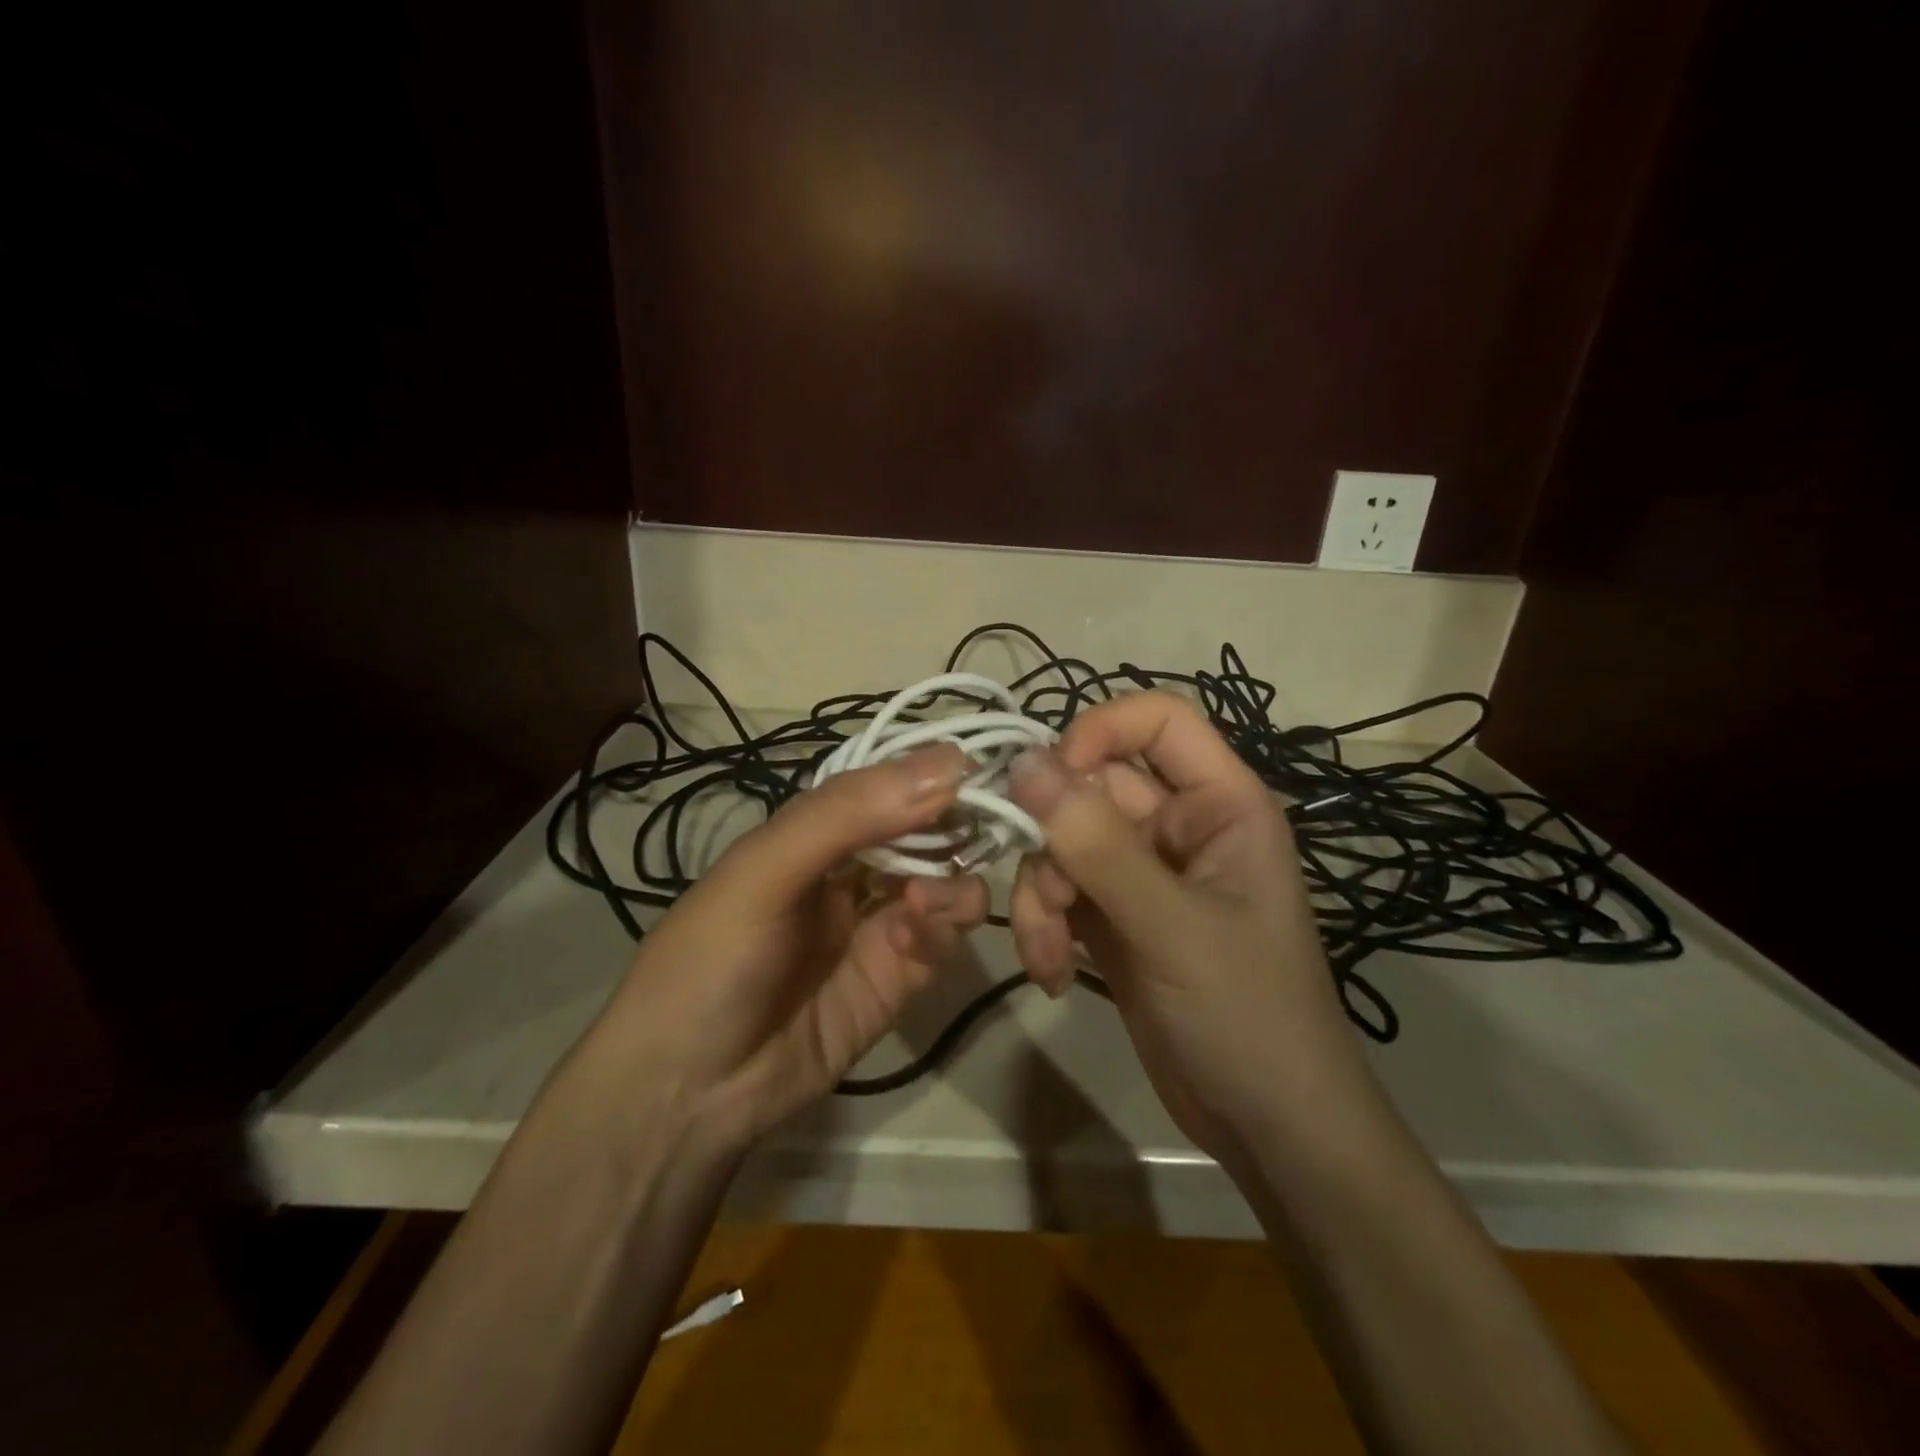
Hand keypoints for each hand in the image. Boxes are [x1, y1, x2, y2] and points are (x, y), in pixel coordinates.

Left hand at [583, 743, 988, 1149]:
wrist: (685, 1095)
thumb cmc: (710, 960)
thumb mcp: (765, 871)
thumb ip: (849, 813)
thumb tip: (950, 760)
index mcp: (816, 832)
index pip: (889, 784)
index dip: (933, 773)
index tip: (981, 768)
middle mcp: (854, 870)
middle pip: (927, 832)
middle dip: (955, 827)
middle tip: (978, 832)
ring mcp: (879, 925)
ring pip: (947, 883)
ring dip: (951, 882)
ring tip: (924, 902)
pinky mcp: (899, 979)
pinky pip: (942, 939)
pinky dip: (941, 930)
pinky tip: (911, 940)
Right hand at [1006, 692, 1366, 1164]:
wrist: (1268, 1127)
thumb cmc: (1247, 1015)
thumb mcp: (1169, 926)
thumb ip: (1096, 843)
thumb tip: (1023, 762)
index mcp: (1220, 803)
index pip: (1157, 721)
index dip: (1097, 732)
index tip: (1047, 781)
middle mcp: (1179, 825)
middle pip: (1091, 787)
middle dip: (1054, 844)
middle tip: (1045, 898)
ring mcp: (1143, 872)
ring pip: (1064, 842)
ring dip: (1042, 896)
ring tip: (1048, 958)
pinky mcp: (1115, 916)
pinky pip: (1061, 890)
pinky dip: (1045, 926)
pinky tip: (1053, 975)